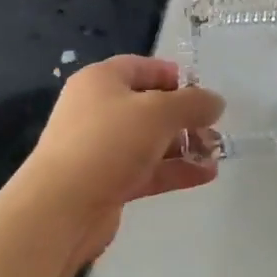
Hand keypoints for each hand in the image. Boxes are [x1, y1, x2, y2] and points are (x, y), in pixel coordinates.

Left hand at [10, 55, 223, 265]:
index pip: (141, 67)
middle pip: (148, 105)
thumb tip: (216, 102)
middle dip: (184, 116)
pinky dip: (173, 170)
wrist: (60, 210)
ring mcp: (100, 149)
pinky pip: (146, 169)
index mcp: (101, 81)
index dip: (172, 74)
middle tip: (214, 127)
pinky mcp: (106, 182)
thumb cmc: (109, 142)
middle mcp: (98, 110)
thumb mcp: (159, 112)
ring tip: (216, 153)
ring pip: (149, 140)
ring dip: (183, 145)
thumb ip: (193, 103)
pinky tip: (205, 175)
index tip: (201, 90)